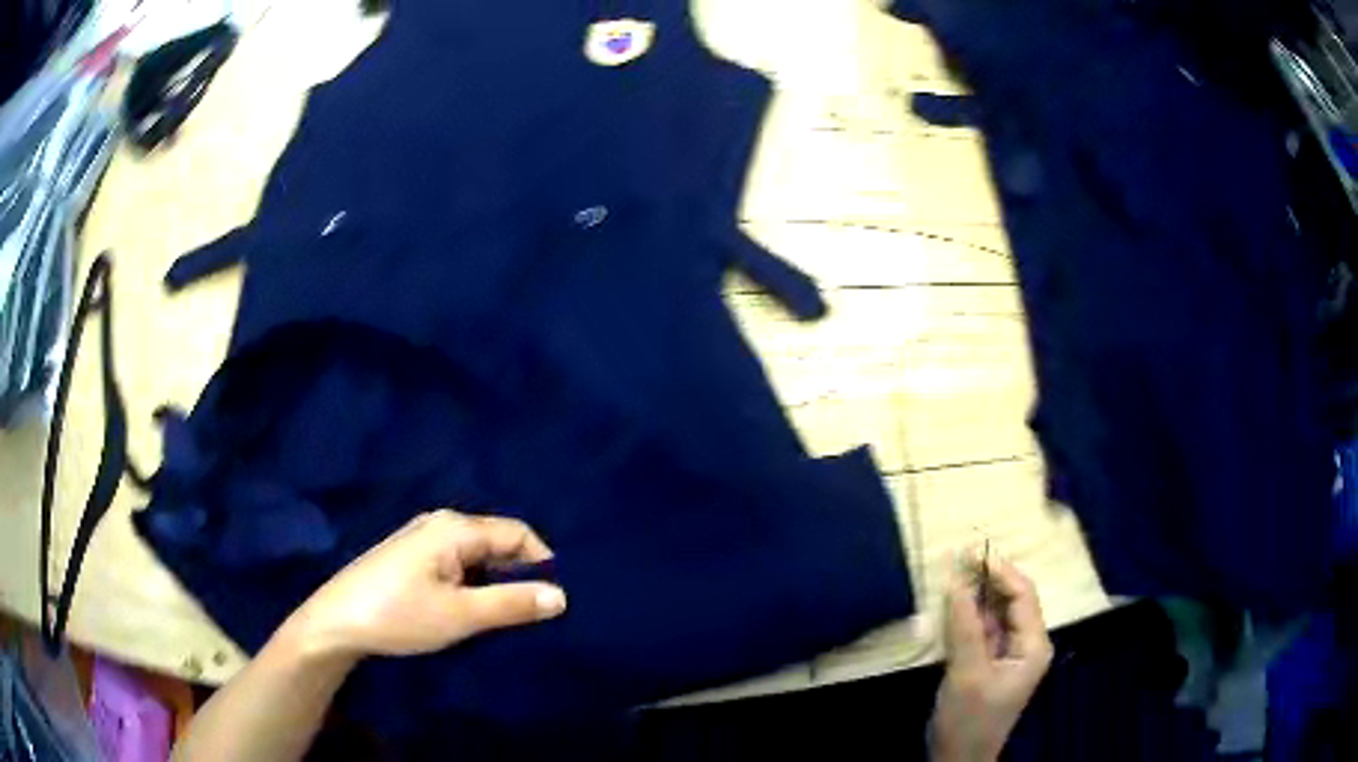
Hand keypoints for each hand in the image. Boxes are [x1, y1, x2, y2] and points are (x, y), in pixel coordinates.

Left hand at [279, 510, 567, 662]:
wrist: (336, 622)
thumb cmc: (399, 615)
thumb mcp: (460, 614)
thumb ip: (512, 603)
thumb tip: (562, 595)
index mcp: (454, 527)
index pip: (518, 534)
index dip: (543, 563)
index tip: (557, 599)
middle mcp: (440, 524)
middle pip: (496, 542)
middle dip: (520, 574)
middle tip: (538, 612)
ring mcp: (422, 540)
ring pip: (476, 556)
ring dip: (495, 582)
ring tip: (509, 615)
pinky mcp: (410, 558)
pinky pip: (456, 564)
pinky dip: (473, 584)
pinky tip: (473, 609)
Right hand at [929, 553, 1052, 761]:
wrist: (958, 759)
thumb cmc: (969, 720)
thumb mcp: (967, 674)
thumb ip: (965, 627)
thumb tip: (956, 580)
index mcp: (1034, 645)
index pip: (1023, 596)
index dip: (1000, 571)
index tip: (971, 552)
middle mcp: (1027, 644)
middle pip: (1012, 601)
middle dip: (988, 578)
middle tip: (959, 555)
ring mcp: (1008, 654)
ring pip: (996, 613)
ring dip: (977, 594)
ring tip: (954, 571)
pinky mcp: (989, 662)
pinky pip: (983, 629)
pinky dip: (969, 615)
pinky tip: (953, 603)